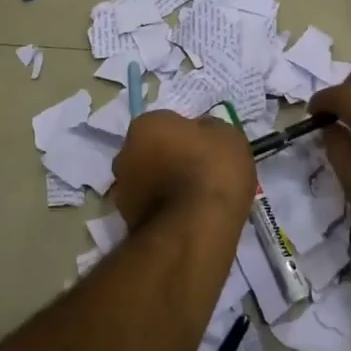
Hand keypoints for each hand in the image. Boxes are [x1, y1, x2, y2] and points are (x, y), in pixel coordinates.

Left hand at [112, 110, 255, 234]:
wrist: (196, 227)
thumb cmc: (212, 170)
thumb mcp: (228, 136)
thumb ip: (209, 129)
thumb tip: (201, 133)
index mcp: (146, 124)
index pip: (166, 123)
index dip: (186, 135)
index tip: (203, 149)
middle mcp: (125, 153)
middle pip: (150, 151)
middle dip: (168, 159)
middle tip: (196, 173)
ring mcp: (122, 189)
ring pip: (146, 181)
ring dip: (162, 186)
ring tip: (193, 201)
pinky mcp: (127, 220)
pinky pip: (149, 207)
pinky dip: (162, 210)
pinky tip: (185, 218)